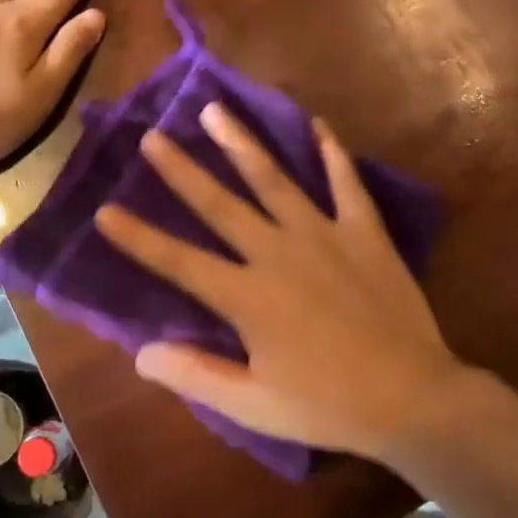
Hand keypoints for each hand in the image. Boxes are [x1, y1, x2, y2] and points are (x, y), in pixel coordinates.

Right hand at [94, 103, 486, 464]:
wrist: (413, 398)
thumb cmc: (327, 405)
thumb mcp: (253, 407)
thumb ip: (195, 375)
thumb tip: (140, 352)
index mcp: (248, 296)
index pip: (180, 262)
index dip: (139, 238)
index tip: (104, 211)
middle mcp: (278, 253)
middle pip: (220, 204)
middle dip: (182, 171)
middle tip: (152, 136)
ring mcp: (324, 236)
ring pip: (274, 180)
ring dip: (241, 143)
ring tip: (214, 110)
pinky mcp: (364, 232)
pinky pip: (346, 183)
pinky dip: (332, 152)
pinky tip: (318, 124)